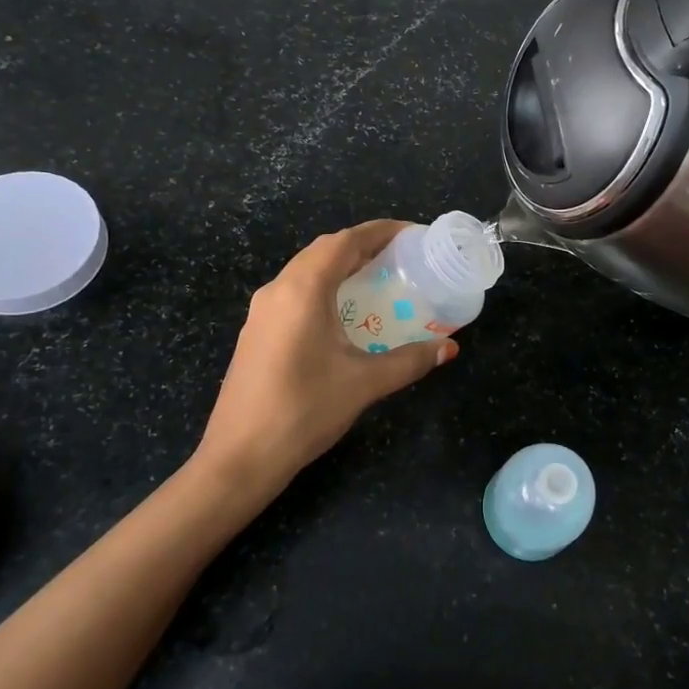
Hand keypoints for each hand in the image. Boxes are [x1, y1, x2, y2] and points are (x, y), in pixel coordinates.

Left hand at [194, 221, 455, 495]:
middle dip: (361, 245)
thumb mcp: (365, 383)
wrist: (239, 457)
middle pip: (323, 250)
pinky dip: (323, 286)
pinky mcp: (256, 332)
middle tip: (399, 255)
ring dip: (339, 265)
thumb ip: (409, 361)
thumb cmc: (304, 410)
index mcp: (303, 290)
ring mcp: (261, 311)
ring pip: (304, 270)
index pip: (344, 242)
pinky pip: (294, 291)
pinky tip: (341, 311)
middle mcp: (278, 290)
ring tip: (375, 276)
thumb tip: (448, 349)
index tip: (411, 233)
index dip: (379, 231)